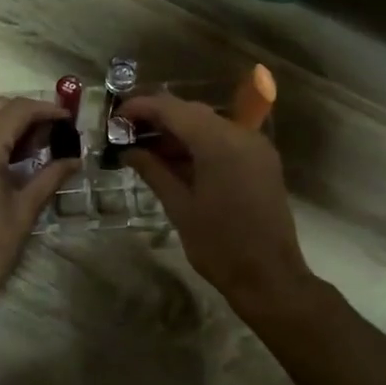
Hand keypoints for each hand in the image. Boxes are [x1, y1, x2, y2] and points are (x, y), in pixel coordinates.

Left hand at [0, 97, 78, 320]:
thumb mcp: (23, 212)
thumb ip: (49, 177)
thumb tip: (74, 159)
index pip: (17, 111)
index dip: (46, 110)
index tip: (68, 120)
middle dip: (25, 113)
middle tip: (52, 133)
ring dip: (4, 125)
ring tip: (32, 147)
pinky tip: (4, 161)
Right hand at [119, 93, 312, 315]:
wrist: (269, 277)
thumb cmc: (219, 245)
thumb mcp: (179, 207)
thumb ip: (153, 170)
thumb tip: (128, 151)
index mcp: (219, 142)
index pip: (172, 109)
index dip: (141, 108)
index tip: (116, 118)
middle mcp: (241, 134)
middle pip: (191, 112)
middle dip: (158, 119)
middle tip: (126, 134)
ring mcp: (255, 146)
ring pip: (208, 124)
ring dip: (177, 132)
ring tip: (145, 149)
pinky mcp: (261, 161)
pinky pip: (224, 140)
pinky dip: (198, 144)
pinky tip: (175, 160)